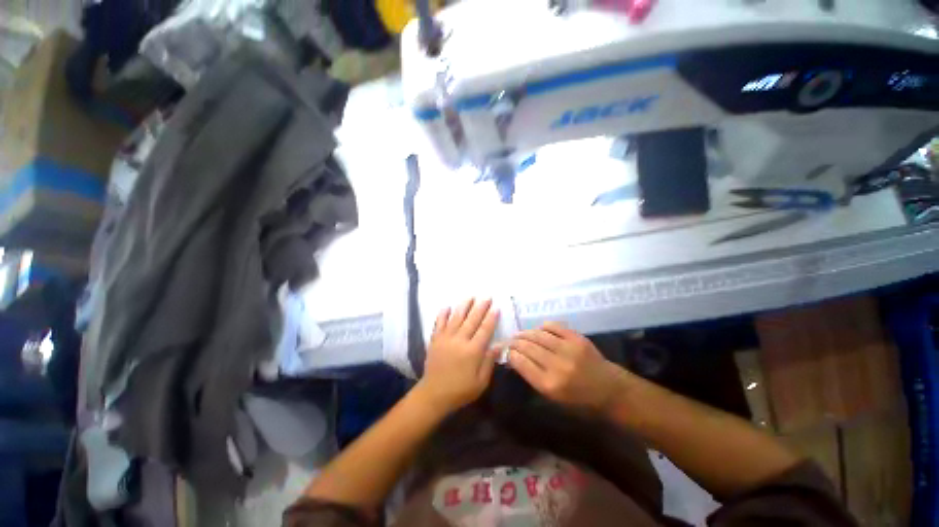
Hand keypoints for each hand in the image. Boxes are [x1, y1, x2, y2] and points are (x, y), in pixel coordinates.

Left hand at [416, 298, 499, 413]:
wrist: (434, 394)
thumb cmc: (460, 390)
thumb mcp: (480, 382)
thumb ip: (489, 362)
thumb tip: (499, 345)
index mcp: (473, 351)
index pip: (484, 330)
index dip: (491, 318)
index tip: (496, 307)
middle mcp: (460, 340)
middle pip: (472, 320)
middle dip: (480, 307)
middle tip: (487, 297)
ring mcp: (446, 338)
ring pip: (456, 318)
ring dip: (464, 306)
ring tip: (470, 297)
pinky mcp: (435, 340)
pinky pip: (439, 323)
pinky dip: (443, 314)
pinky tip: (447, 306)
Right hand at [509, 322, 624, 411]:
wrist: (610, 391)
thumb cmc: (579, 400)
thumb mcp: (552, 397)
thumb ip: (532, 377)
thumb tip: (515, 359)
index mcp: (549, 384)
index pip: (520, 362)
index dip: (510, 354)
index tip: (507, 351)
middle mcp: (557, 365)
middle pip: (527, 347)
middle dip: (515, 342)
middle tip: (511, 341)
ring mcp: (568, 349)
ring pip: (538, 335)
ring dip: (526, 333)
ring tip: (520, 334)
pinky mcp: (577, 338)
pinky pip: (554, 326)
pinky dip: (543, 327)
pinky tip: (539, 330)